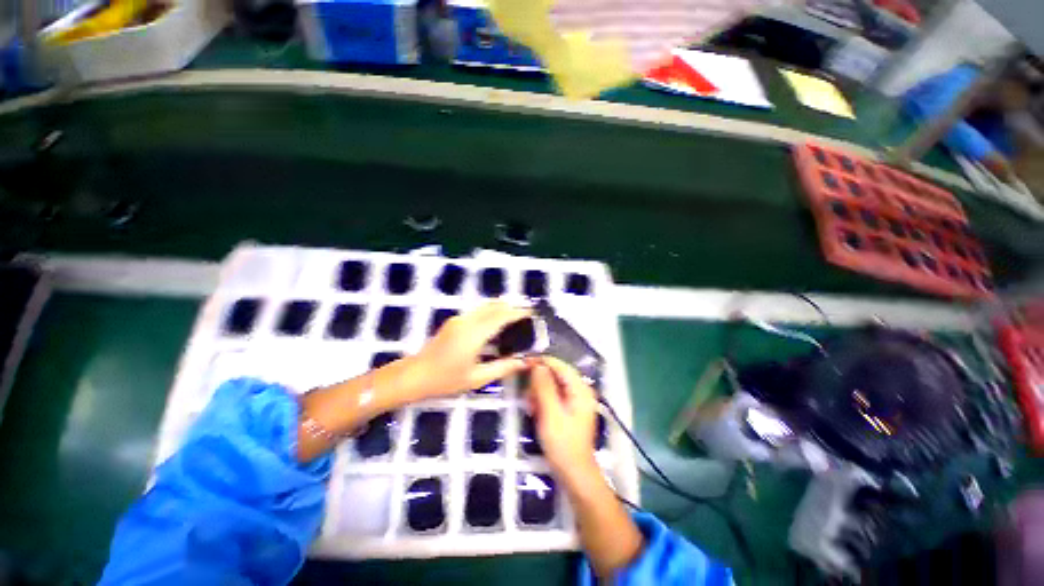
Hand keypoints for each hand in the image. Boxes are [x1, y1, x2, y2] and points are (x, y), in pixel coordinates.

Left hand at [394, 302, 530, 400]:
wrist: (414, 375)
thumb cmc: (445, 380)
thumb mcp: (476, 378)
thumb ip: (503, 367)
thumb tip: (524, 362)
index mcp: (474, 334)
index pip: (502, 316)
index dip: (518, 313)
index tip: (532, 314)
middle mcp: (467, 320)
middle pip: (495, 306)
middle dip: (512, 308)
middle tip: (526, 318)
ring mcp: (459, 319)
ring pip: (486, 306)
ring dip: (501, 309)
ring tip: (515, 321)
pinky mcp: (455, 321)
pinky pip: (478, 311)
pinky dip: (491, 312)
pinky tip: (497, 325)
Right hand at [527, 357, 600, 486]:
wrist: (574, 473)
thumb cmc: (563, 444)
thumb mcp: (550, 413)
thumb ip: (544, 386)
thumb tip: (538, 365)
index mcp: (580, 388)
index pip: (559, 365)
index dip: (541, 362)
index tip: (523, 364)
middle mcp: (580, 390)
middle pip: (555, 374)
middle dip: (539, 382)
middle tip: (528, 397)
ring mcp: (576, 400)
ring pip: (552, 385)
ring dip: (539, 393)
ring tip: (531, 407)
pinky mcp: (569, 409)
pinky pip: (553, 396)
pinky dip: (543, 401)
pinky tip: (536, 411)